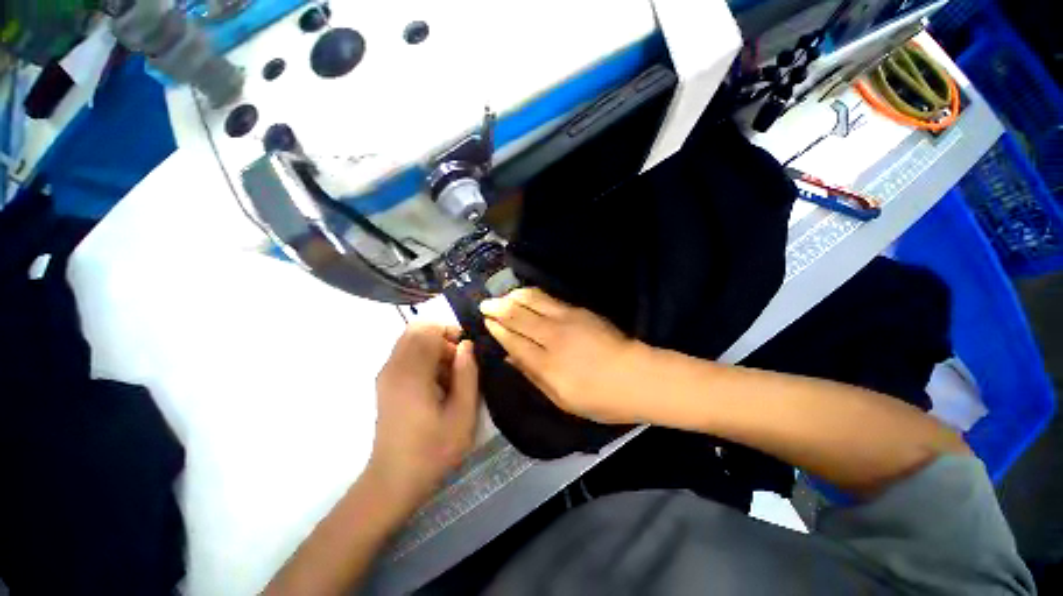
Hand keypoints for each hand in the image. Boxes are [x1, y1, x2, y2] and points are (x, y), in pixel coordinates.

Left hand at [368, 323, 478, 508]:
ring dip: (433, 348)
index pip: (428, 330)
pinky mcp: (385, 384)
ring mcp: (386, 375)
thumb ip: (467, 374)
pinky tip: (435, 383)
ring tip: (449, 375)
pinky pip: (405, 355)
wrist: (394, 481)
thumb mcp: (462, 414)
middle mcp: (393, 367)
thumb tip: (466, 345)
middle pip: (417, 330)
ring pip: (411, 341)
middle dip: (442, 338)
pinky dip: (423, 358)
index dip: (450, 332)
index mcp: (412, 373)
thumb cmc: (433, 450)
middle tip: (458, 362)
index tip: (466, 352)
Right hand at [480, 288, 650, 423]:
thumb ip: (533, 376)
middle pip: (518, 316)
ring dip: (513, 297)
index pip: (513, 341)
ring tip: (501, 297)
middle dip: (498, 309)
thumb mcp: (562, 400)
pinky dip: (532, 294)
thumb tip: (509, 358)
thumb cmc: (600, 398)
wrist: (638, 376)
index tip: (486, 322)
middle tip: (484, 305)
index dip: (498, 330)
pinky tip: (524, 295)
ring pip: (532, 301)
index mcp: (547, 364)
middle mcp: (553, 337)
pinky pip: (548, 298)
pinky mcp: (579, 310)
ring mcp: (567, 319)